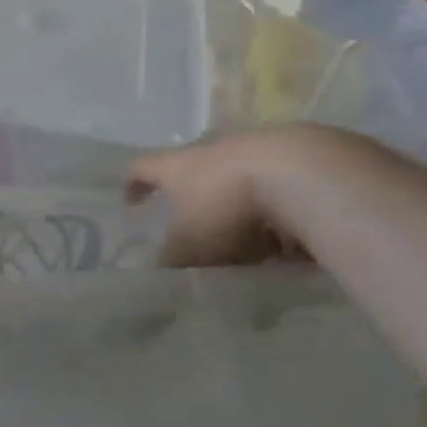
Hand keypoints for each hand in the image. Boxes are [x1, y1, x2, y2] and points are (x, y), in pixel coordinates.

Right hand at [126, 130, 317, 266]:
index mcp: (175, 167)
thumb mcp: (190, 243)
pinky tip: (285, 241)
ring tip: (249, 246)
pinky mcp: (287, 160)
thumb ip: (172, 259)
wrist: (295, 172)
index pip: (141, 167)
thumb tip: (159, 274)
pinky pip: (271, 192)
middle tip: (197, 235)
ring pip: (233, 185)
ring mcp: (249, 152)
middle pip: (191, 174)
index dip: (133, 184)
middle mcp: (207, 152)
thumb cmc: (224, 204)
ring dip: (235, 211)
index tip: (132, 204)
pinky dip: (272, 215)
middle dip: (192, 204)